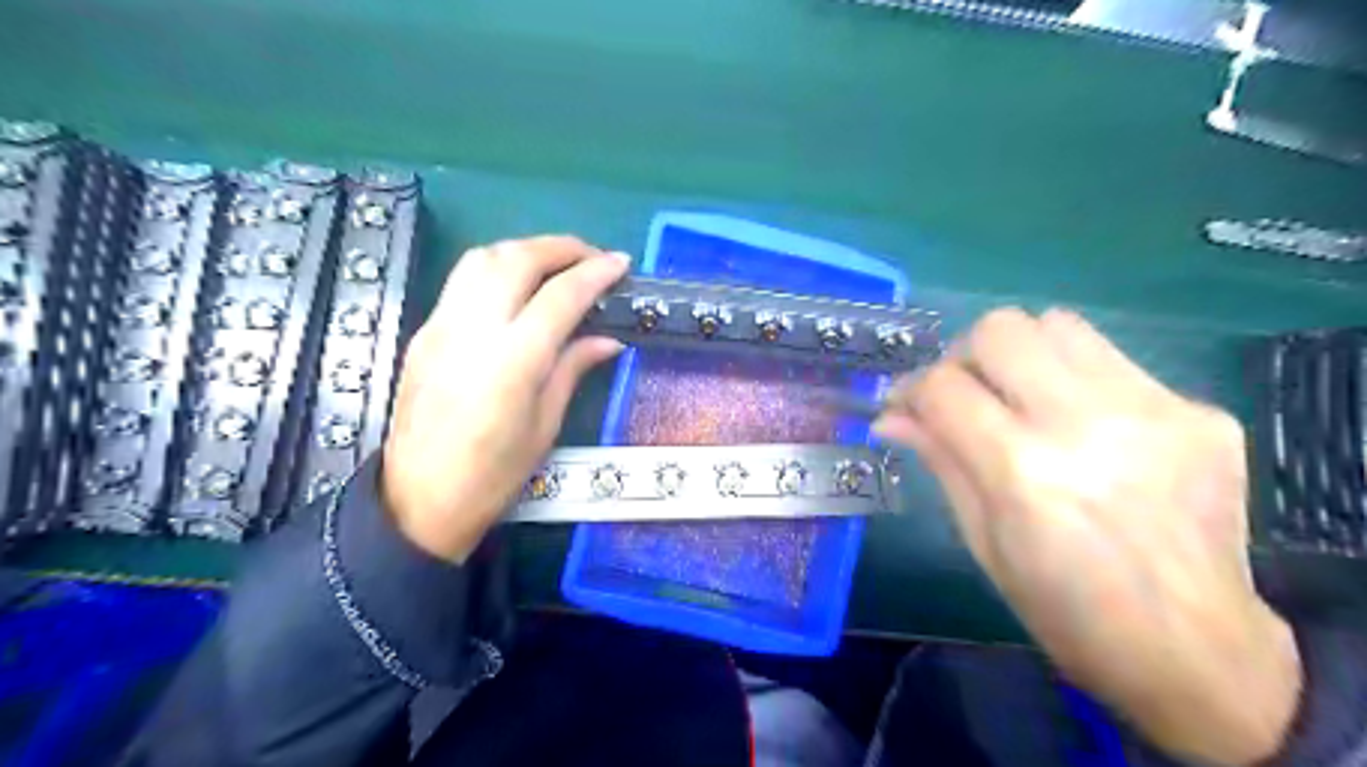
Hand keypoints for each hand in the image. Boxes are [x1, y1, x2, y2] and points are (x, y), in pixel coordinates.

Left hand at [378, 236, 622, 561]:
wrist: (419, 499)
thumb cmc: (494, 474)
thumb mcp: (546, 424)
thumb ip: (573, 369)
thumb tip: (608, 340)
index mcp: (514, 360)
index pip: (561, 295)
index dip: (595, 273)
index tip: (621, 263)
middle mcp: (474, 330)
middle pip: (518, 259)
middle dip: (562, 247)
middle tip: (592, 256)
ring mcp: (441, 326)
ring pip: (483, 258)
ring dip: (525, 249)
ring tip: (556, 264)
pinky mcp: (424, 331)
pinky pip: (463, 281)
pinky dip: (497, 268)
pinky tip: (517, 287)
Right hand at [876, 307, 1301, 764]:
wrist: (1198, 651)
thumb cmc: (1065, 610)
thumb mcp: (982, 541)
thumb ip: (940, 460)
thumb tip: (891, 416)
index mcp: (1024, 472)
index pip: (943, 386)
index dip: (910, 388)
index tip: (905, 405)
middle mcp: (1087, 424)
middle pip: (1000, 330)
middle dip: (964, 356)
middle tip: (964, 394)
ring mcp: (1154, 410)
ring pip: (1059, 324)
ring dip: (1023, 355)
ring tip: (1022, 398)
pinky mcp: (1200, 411)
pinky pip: (1113, 362)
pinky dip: (1079, 382)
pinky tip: (1087, 429)